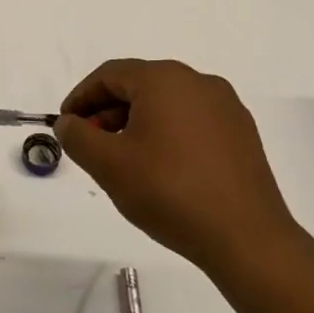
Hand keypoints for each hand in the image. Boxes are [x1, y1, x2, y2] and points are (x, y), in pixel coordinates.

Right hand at [56, 59, 301, 277]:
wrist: (246, 238)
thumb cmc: (169, 192)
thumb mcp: (108, 164)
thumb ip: (77, 136)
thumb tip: (69, 123)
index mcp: (164, 79)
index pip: (109, 74)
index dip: (81, 97)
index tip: (66, 125)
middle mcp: (198, 82)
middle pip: (139, 85)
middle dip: (107, 111)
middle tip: (91, 144)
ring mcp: (226, 107)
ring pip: (167, 103)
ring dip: (136, 123)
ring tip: (123, 159)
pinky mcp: (242, 134)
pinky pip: (192, 121)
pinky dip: (167, 134)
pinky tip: (161, 168)